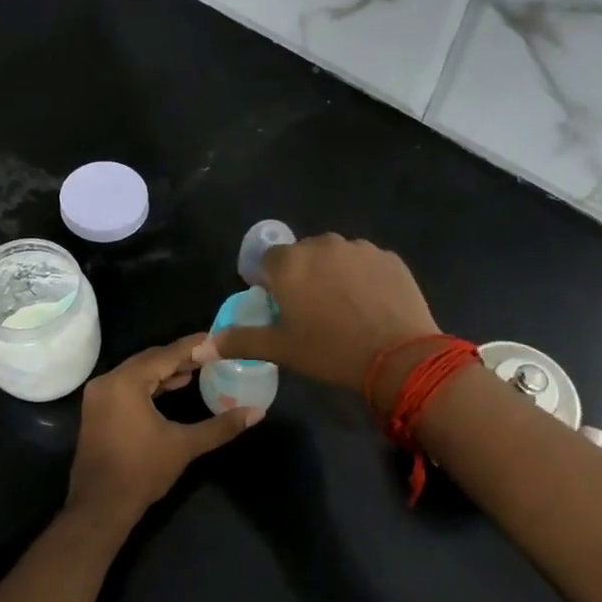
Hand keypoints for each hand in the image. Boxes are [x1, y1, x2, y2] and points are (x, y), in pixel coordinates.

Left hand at [66, 335, 259, 531]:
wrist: (100, 507)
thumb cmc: (141, 472)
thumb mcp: (184, 446)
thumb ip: (220, 426)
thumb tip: (257, 412)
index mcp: (126, 382)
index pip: (166, 354)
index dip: (193, 346)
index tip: (216, 338)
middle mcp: (108, 381)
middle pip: (150, 359)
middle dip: (180, 356)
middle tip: (210, 353)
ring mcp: (99, 395)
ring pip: (138, 372)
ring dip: (165, 370)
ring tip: (197, 369)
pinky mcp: (98, 409)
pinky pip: (128, 385)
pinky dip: (150, 384)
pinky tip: (172, 387)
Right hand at [205, 234, 440, 408]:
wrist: (399, 356)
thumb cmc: (330, 352)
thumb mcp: (281, 350)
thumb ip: (240, 341)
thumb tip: (202, 347)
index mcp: (290, 264)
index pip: (268, 260)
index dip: (272, 281)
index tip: (281, 306)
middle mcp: (322, 245)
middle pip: (303, 254)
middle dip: (304, 275)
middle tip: (313, 311)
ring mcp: (359, 248)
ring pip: (336, 256)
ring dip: (334, 273)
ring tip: (345, 308)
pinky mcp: (388, 257)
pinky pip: (366, 262)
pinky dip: (364, 277)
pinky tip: (371, 305)